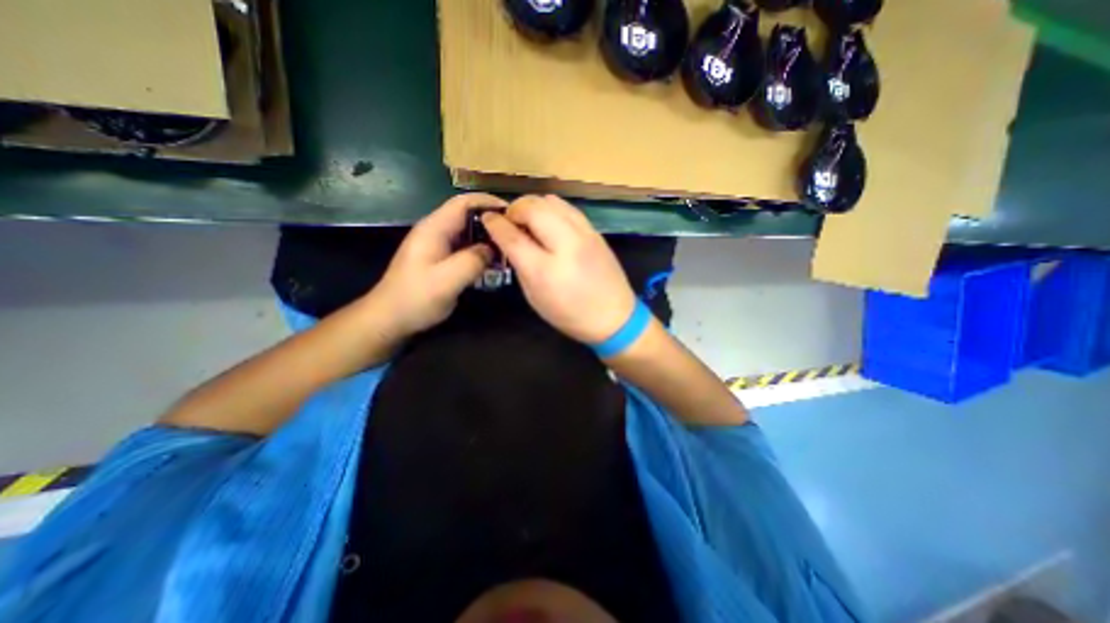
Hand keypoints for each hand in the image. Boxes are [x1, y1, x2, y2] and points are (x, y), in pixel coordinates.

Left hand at [368, 195, 506, 338]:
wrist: (390, 318)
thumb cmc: (416, 298)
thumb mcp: (447, 280)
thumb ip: (473, 261)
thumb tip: (492, 248)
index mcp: (434, 229)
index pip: (463, 202)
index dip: (488, 202)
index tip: (512, 212)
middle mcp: (436, 231)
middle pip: (467, 215)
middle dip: (492, 221)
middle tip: (515, 233)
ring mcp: (437, 245)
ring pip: (468, 232)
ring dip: (487, 238)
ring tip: (508, 247)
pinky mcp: (440, 258)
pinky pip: (465, 247)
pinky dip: (480, 251)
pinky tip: (493, 263)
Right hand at [483, 194, 637, 344]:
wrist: (614, 317)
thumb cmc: (570, 315)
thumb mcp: (535, 297)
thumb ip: (519, 265)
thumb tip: (509, 240)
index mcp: (545, 270)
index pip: (513, 236)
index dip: (495, 224)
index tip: (486, 218)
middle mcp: (566, 245)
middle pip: (533, 208)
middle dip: (514, 208)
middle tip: (509, 221)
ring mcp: (584, 234)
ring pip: (551, 201)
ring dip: (533, 205)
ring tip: (528, 219)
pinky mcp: (595, 231)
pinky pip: (568, 207)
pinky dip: (552, 208)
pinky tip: (548, 220)